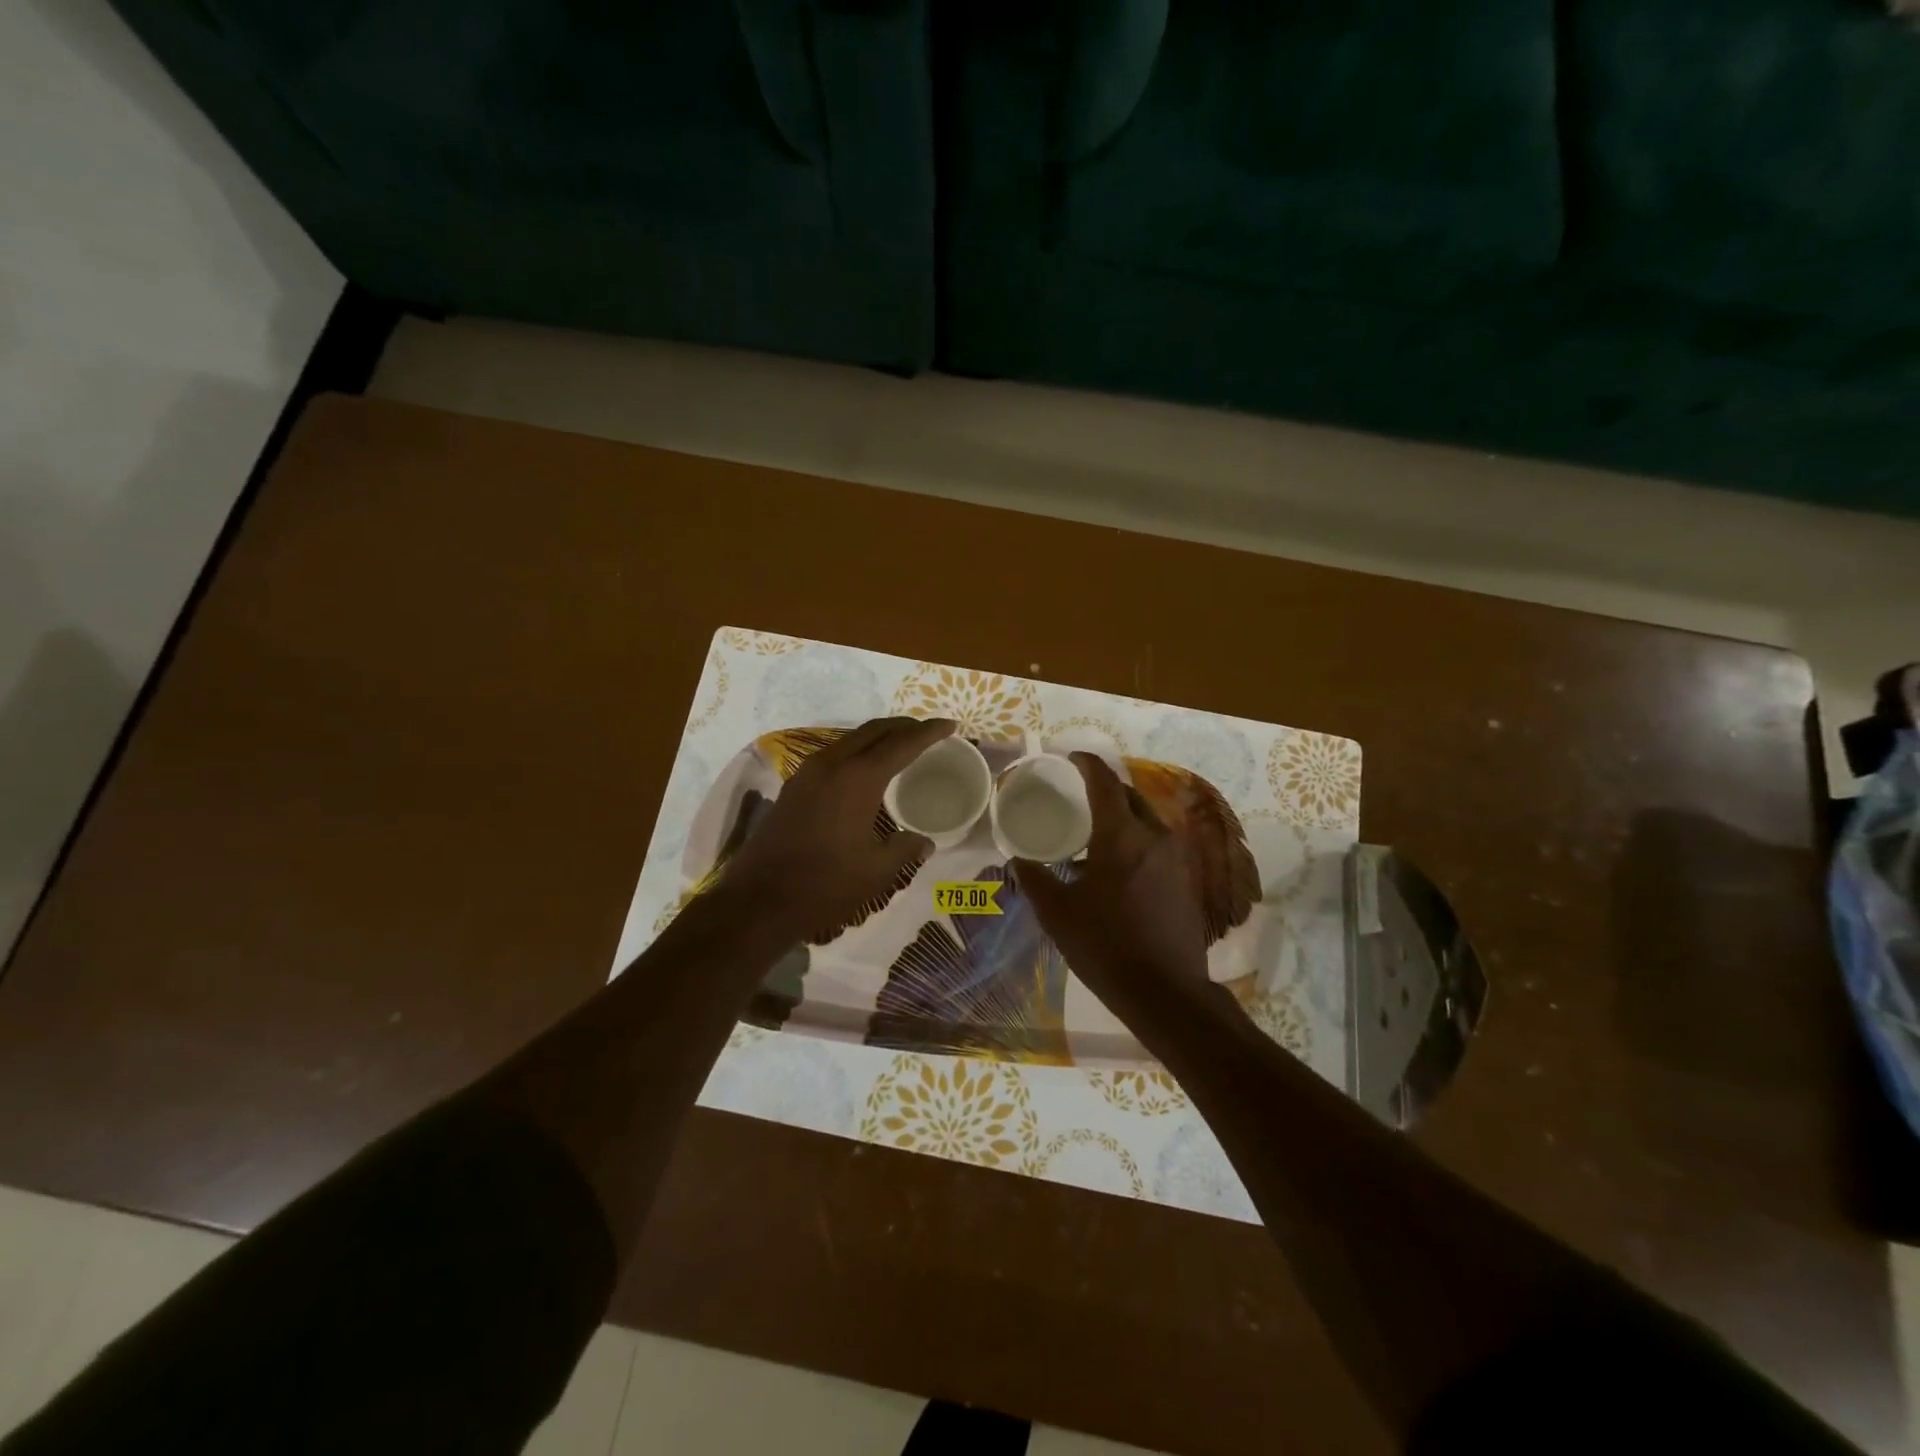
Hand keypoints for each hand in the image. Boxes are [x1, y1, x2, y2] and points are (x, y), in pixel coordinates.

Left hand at [723, 716, 953, 941]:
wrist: (759, 899)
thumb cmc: (825, 884)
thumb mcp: (876, 870)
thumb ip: (905, 849)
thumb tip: (925, 842)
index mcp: (859, 778)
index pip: (902, 743)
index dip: (928, 732)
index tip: (950, 726)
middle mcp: (833, 764)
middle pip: (874, 731)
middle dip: (903, 726)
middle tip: (928, 732)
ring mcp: (808, 773)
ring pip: (850, 739)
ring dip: (878, 737)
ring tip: (900, 746)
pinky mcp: (794, 787)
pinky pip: (833, 754)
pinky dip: (857, 751)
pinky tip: (864, 770)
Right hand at [1013, 753, 1212, 1021]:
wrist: (1165, 991)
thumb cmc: (1105, 947)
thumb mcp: (1057, 913)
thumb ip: (1035, 879)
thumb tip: (1017, 859)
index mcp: (1121, 835)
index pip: (1104, 782)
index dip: (1087, 764)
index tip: (1071, 758)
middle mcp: (1154, 836)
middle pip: (1129, 796)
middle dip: (1105, 788)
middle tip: (1078, 795)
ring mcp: (1176, 858)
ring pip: (1146, 820)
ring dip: (1122, 816)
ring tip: (1095, 831)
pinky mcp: (1186, 879)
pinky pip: (1157, 843)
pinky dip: (1136, 839)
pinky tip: (1117, 865)